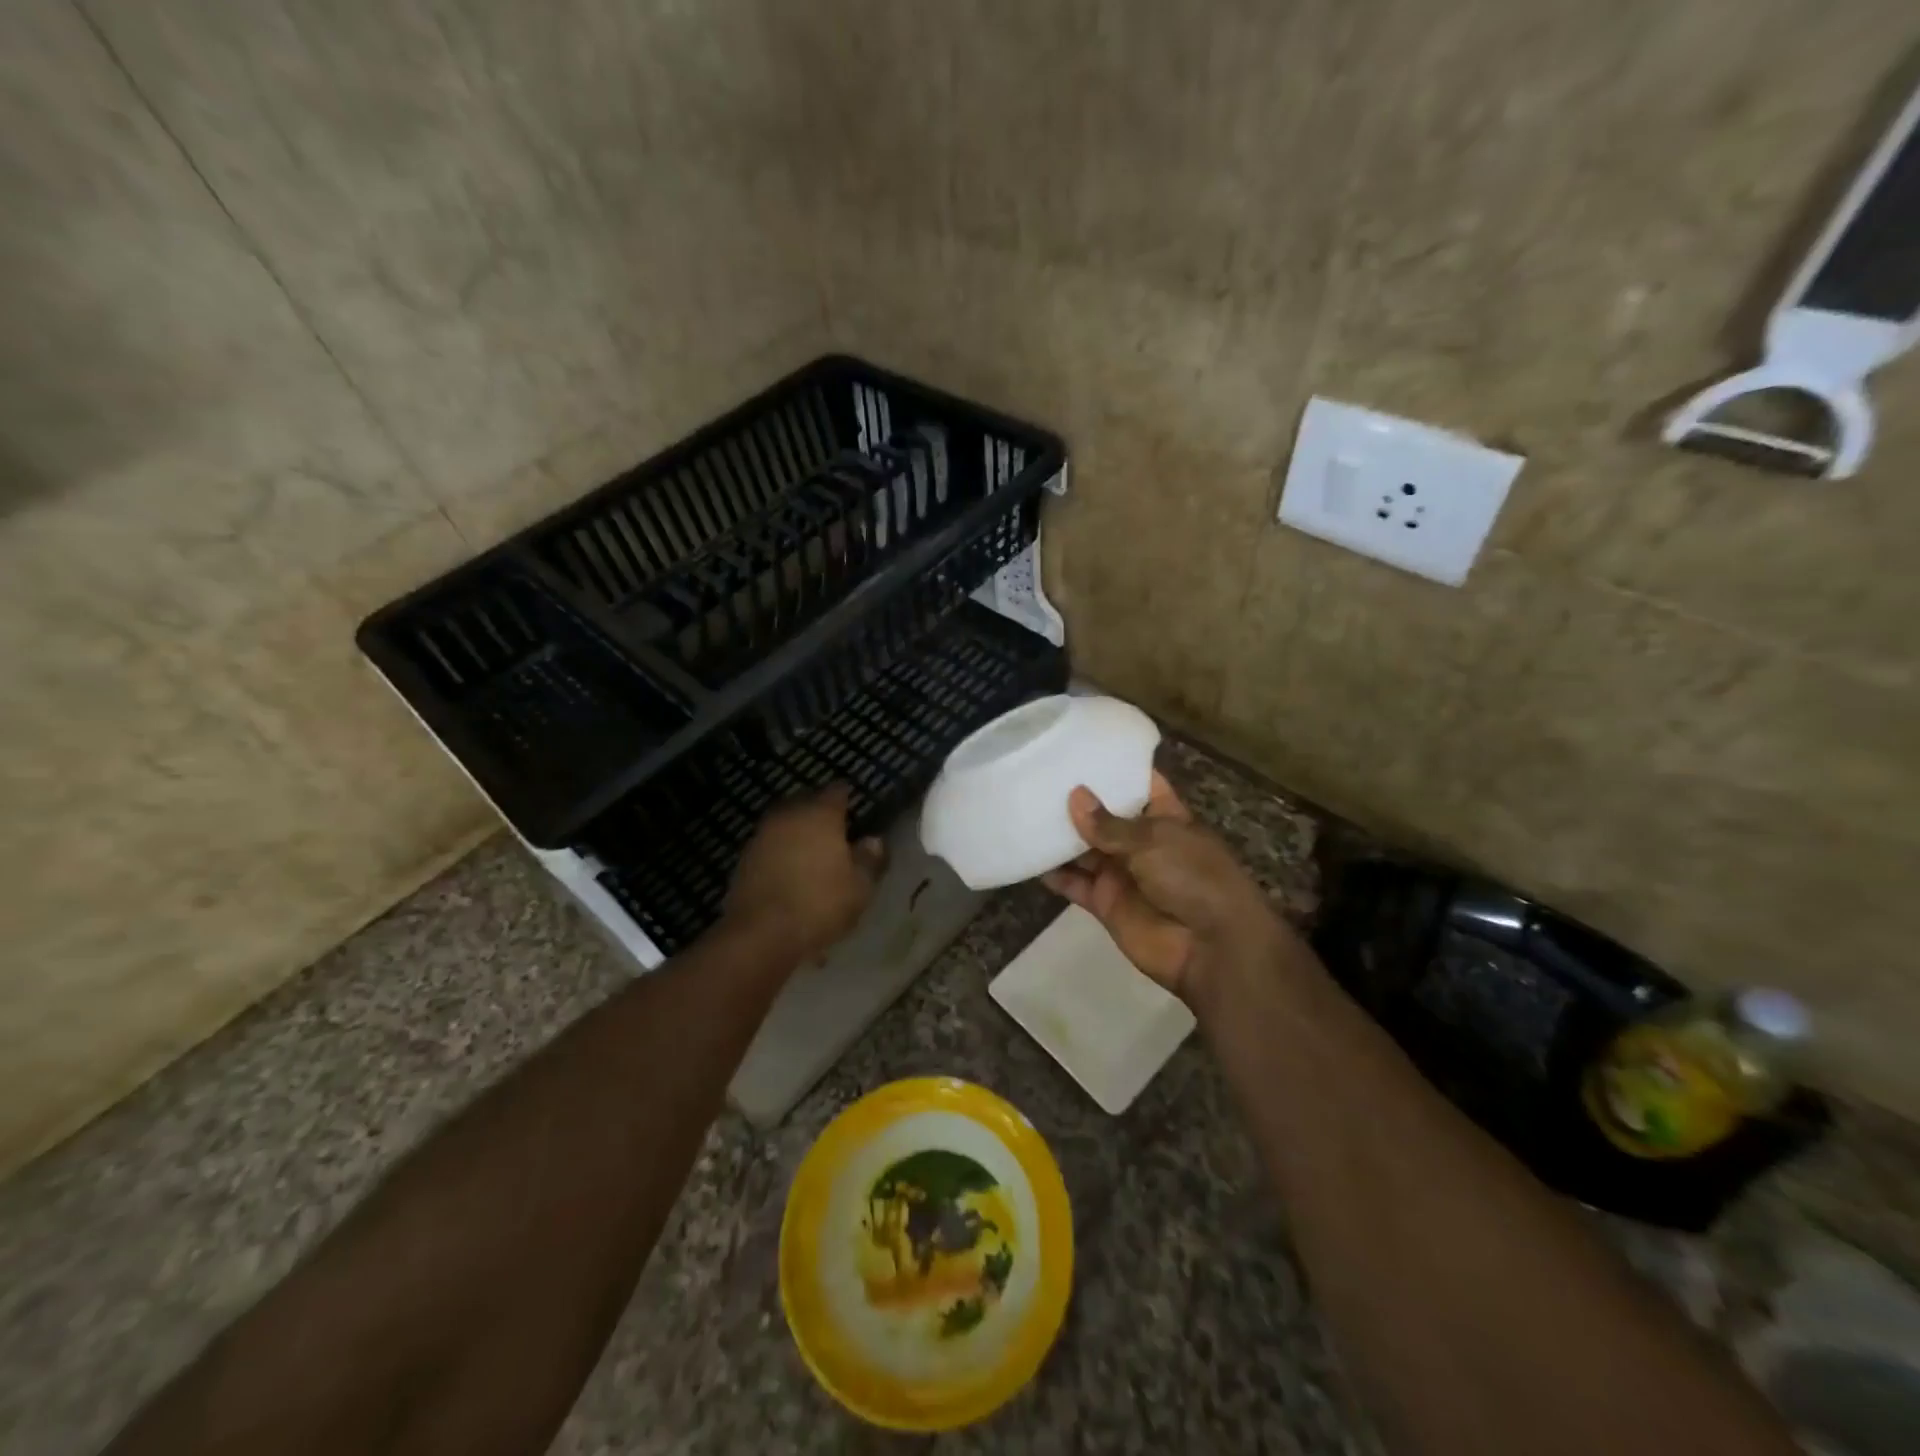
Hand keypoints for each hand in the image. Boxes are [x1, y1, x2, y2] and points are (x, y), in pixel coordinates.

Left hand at [725, 785, 885, 959]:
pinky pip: (770, 848)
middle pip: (807, 803)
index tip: (855, 808)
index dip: (848, 797)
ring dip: (798, 834)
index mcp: (820, 814)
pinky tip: (791, 874)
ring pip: (786, 825)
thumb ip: (869, 860)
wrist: (760, 934)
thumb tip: (873, 841)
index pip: (837, 791)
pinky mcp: (743, 859)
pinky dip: (781, 855)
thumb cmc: (819, 904)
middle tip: (836, 832)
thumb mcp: (859, 887)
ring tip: (812, 855)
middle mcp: (789, 815)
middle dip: (820, 813)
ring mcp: (762, 836)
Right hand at [1042, 772, 1296, 1004]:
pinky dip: (1054, 874)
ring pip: (1084, 849)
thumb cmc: (1193, 879)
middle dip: (1076, 800)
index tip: (1081, 747)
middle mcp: (1141, 842)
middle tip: (1035, 775)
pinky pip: (1075, 884)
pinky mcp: (1106, 902)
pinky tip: (1026, 857)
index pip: (1140, 784)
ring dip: (1059, 836)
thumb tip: (1074, 796)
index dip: (1115, 767)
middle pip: (1104, 816)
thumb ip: (1110, 824)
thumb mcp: (1155, 841)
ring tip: (1023, 809)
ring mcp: (1122, 873)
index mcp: (1165, 818)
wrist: (1211, 948)